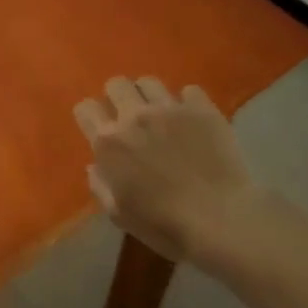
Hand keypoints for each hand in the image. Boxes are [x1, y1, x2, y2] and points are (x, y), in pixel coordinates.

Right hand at [74, 77, 260, 267]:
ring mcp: (170, 109)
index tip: (98, 128)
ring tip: (160, 114)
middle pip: (116, 84)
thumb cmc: (165, 225)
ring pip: (149, 82)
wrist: (222, 220)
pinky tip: (192, 120)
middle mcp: (134, 116)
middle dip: (118, 97)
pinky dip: (187, 102)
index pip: (85, 108)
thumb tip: (95, 165)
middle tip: (129, 118)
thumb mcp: (119, 214)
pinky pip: (189, 90)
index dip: (90, 116)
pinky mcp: (203, 109)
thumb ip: (100, 185)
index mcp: (109, 142)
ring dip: (149, 96)